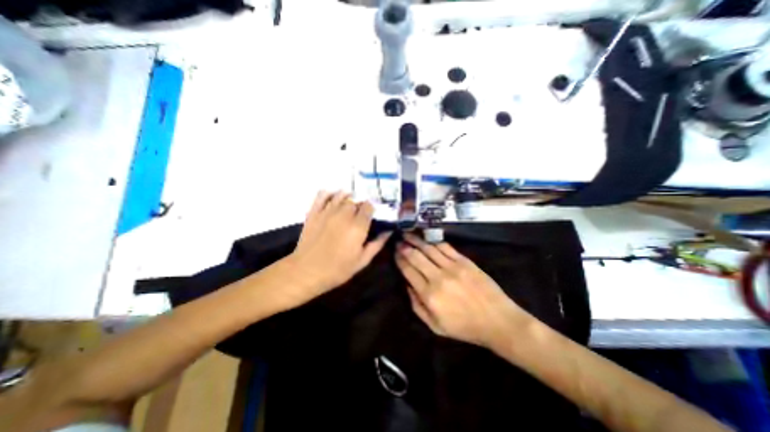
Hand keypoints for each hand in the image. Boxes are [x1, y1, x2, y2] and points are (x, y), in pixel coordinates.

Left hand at [283, 191, 391, 304]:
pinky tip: (333, 197)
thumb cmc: (337, 269)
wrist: (306, 272)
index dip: (372, 209)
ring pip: (341, 195)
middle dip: (360, 205)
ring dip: (348, 198)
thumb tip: (388, 231)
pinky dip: (329, 193)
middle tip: (359, 215)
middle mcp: (344, 214)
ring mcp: (327, 211)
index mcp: (358, 226)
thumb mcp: (362, 261)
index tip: (371, 216)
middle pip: (356, 200)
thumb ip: (377, 244)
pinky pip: (322, 195)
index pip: (369, 207)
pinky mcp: (314, 212)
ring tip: (349, 205)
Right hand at [393, 233, 532, 351]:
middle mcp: (438, 277)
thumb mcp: (435, 326)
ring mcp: (452, 267)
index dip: (399, 260)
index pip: (408, 271)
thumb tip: (407, 286)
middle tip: (398, 241)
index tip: (395, 253)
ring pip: (429, 248)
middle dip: (404, 247)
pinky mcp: (465, 261)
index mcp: (429, 295)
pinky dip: (434, 242)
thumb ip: (417, 306)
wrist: (498, 321)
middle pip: (416, 256)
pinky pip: (445, 247)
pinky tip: (427, 238)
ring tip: (408, 234)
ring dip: (416, 240)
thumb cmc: (465, 327)